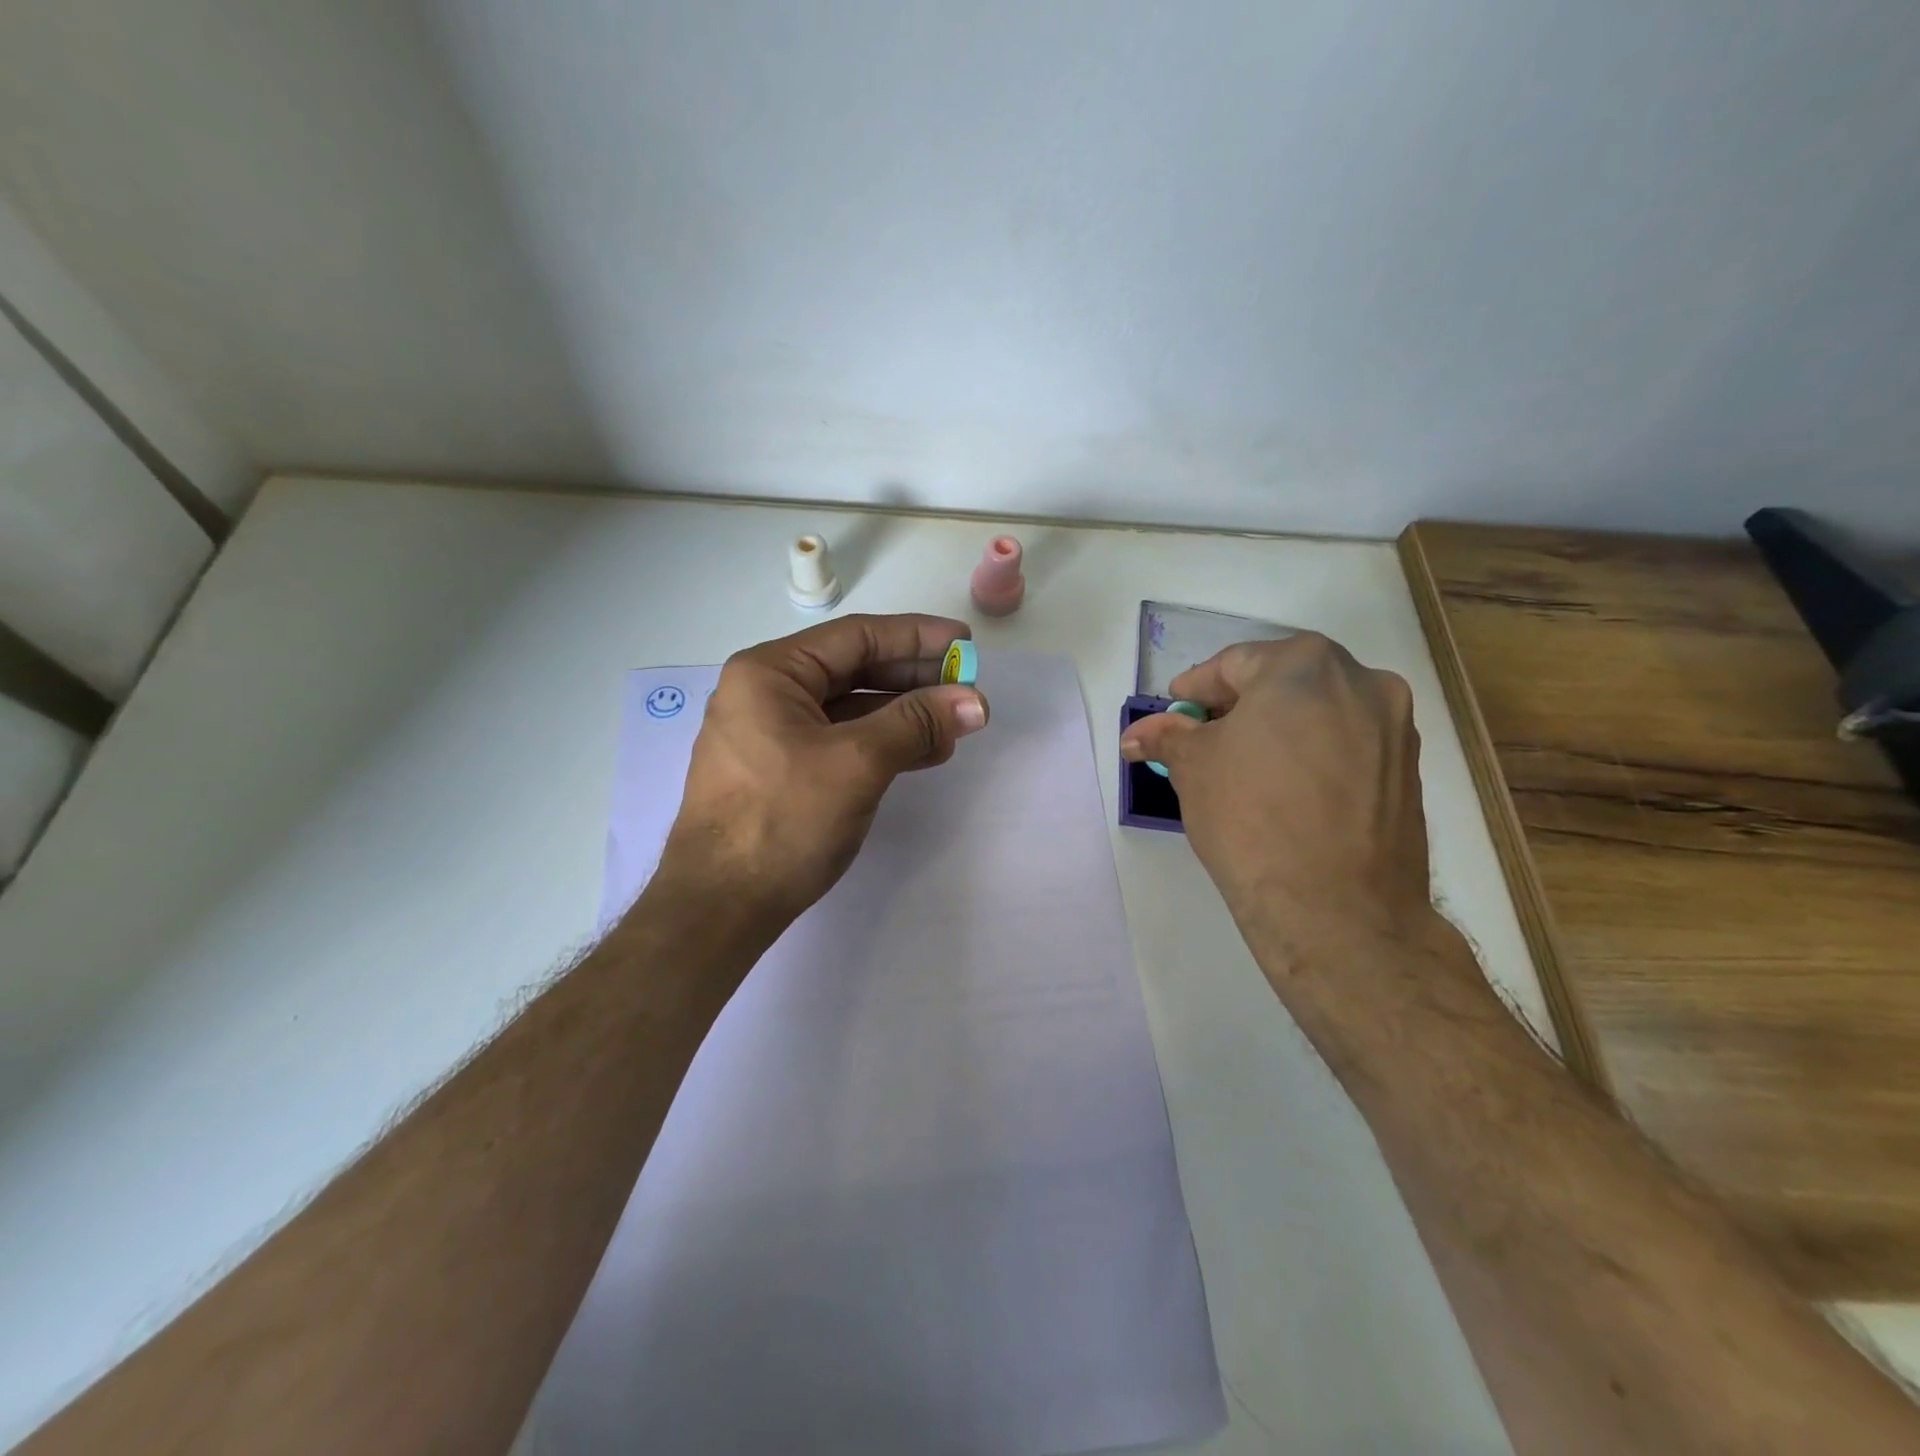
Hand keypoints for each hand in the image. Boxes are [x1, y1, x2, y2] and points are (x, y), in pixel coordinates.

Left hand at [655, 613, 989, 930]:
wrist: (720, 906)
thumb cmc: (782, 821)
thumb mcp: (857, 763)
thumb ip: (916, 723)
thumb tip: (975, 701)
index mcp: (770, 673)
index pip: (855, 636)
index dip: (916, 637)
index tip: (965, 644)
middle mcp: (766, 693)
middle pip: (853, 669)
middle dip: (914, 678)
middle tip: (967, 687)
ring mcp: (771, 733)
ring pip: (850, 707)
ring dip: (904, 713)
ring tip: (955, 724)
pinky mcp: (781, 770)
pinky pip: (841, 740)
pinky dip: (883, 742)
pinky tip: (924, 752)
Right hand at [1120, 633, 1434, 954]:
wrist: (1336, 911)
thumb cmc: (1251, 818)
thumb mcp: (1192, 769)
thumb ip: (1166, 737)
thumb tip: (1137, 734)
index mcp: (1305, 665)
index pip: (1233, 664)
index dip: (1195, 691)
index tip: (1174, 715)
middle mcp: (1363, 682)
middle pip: (1282, 683)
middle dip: (1238, 709)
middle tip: (1204, 741)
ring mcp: (1395, 728)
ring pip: (1319, 714)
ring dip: (1278, 731)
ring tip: (1245, 771)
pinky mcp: (1408, 773)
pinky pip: (1347, 747)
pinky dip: (1313, 757)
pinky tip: (1287, 793)